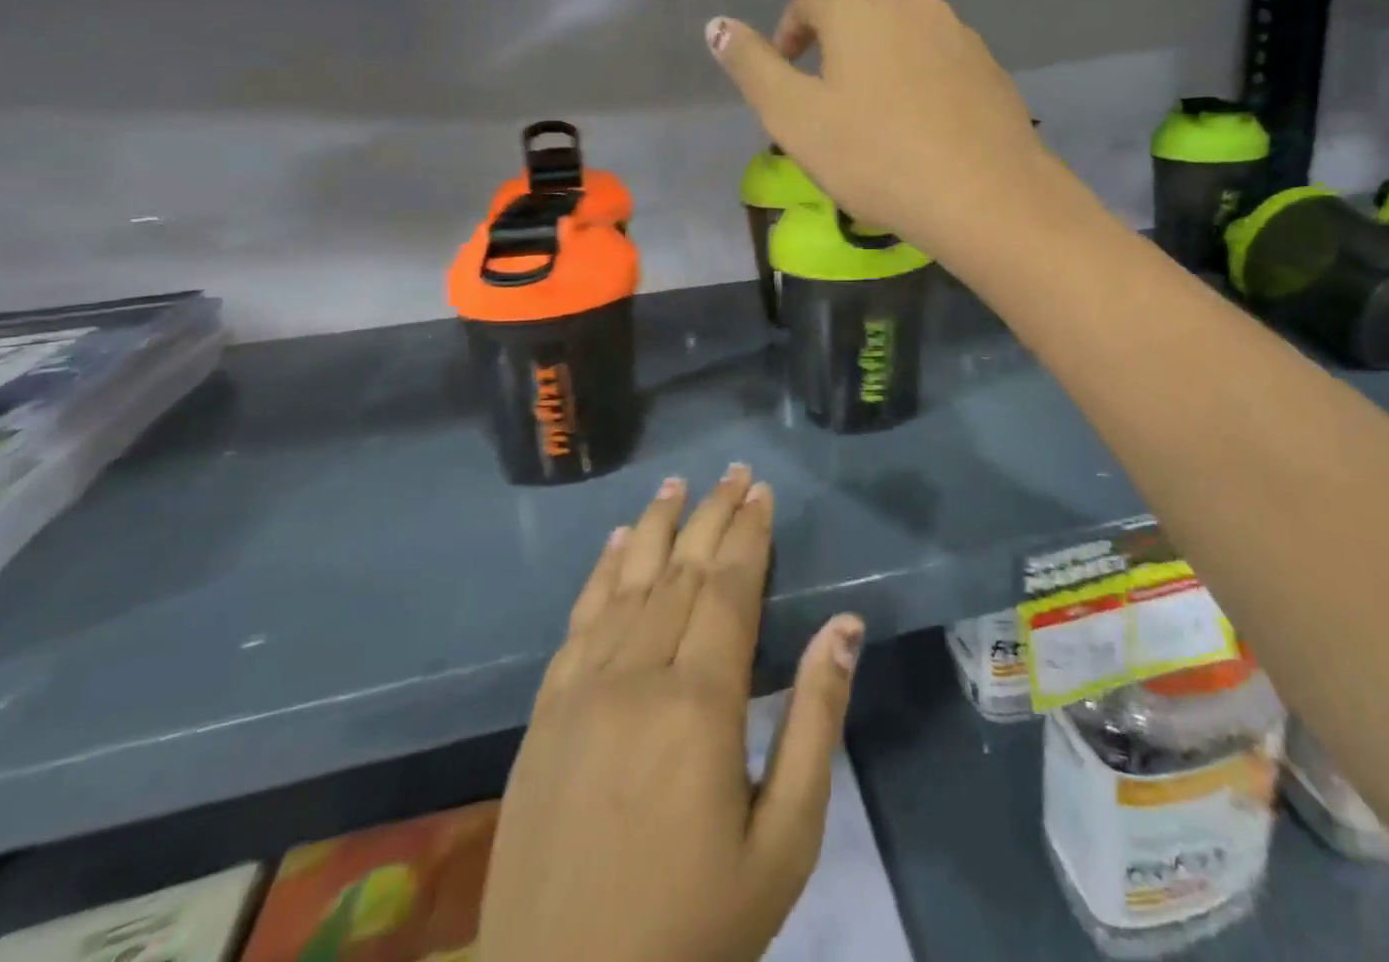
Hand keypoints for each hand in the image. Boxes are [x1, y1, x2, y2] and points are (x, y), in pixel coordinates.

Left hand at [478, 465, 863, 961]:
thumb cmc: (693, 929)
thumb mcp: (784, 842)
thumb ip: (815, 721)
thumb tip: (845, 625)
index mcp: (699, 704)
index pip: (728, 588)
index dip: (748, 534)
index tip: (762, 492)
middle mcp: (636, 678)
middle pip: (680, 572)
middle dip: (710, 515)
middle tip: (733, 471)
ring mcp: (580, 694)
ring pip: (626, 584)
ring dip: (654, 528)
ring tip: (676, 485)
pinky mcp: (543, 717)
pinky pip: (577, 623)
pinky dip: (601, 574)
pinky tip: (616, 545)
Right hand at [707, 0, 1055, 258]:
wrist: (986, 196)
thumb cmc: (875, 156)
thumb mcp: (795, 118)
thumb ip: (752, 68)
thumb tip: (718, 25)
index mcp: (861, 11)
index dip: (789, 31)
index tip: (785, 73)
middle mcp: (915, 8)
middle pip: (861, 21)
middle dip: (836, 57)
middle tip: (828, 114)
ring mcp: (962, 39)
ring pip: (905, 47)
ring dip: (882, 76)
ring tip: (878, 133)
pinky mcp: (994, 74)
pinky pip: (942, 73)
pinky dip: (922, 94)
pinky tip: (924, 140)